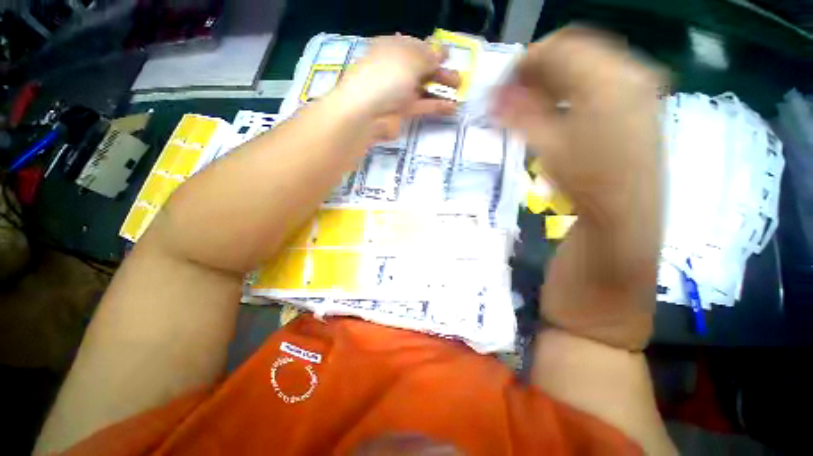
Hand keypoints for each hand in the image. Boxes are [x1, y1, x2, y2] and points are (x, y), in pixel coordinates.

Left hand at [334, 35, 460, 141]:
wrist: (366, 112)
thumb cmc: (388, 76)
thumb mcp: (411, 58)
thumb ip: (430, 56)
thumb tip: (442, 52)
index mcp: (393, 48)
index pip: (416, 47)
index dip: (433, 51)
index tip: (450, 56)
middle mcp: (395, 69)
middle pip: (421, 69)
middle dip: (441, 72)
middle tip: (459, 80)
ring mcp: (397, 92)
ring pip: (423, 88)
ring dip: (440, 90)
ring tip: (459, 93)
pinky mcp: (401, 112)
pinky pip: (421, 106)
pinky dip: (436, 106)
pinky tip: (451, 107)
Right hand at [493, 27, 663, 219]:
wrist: (625, 210)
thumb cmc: (584, 180)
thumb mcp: (546, 145)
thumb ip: (519, 115)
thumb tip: (493, 98)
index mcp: (605, 78)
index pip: (555, 48)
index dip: (522, 64)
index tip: (502, 88)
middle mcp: (629, 70)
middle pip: (573, 48)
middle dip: (537, 69)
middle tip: (514, 96)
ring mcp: (640, 83)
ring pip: (587, 61)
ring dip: (554, 76)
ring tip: (532, 103)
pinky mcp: (642, 97)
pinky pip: (601, 75)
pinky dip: (574, 84)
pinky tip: (559, 106)